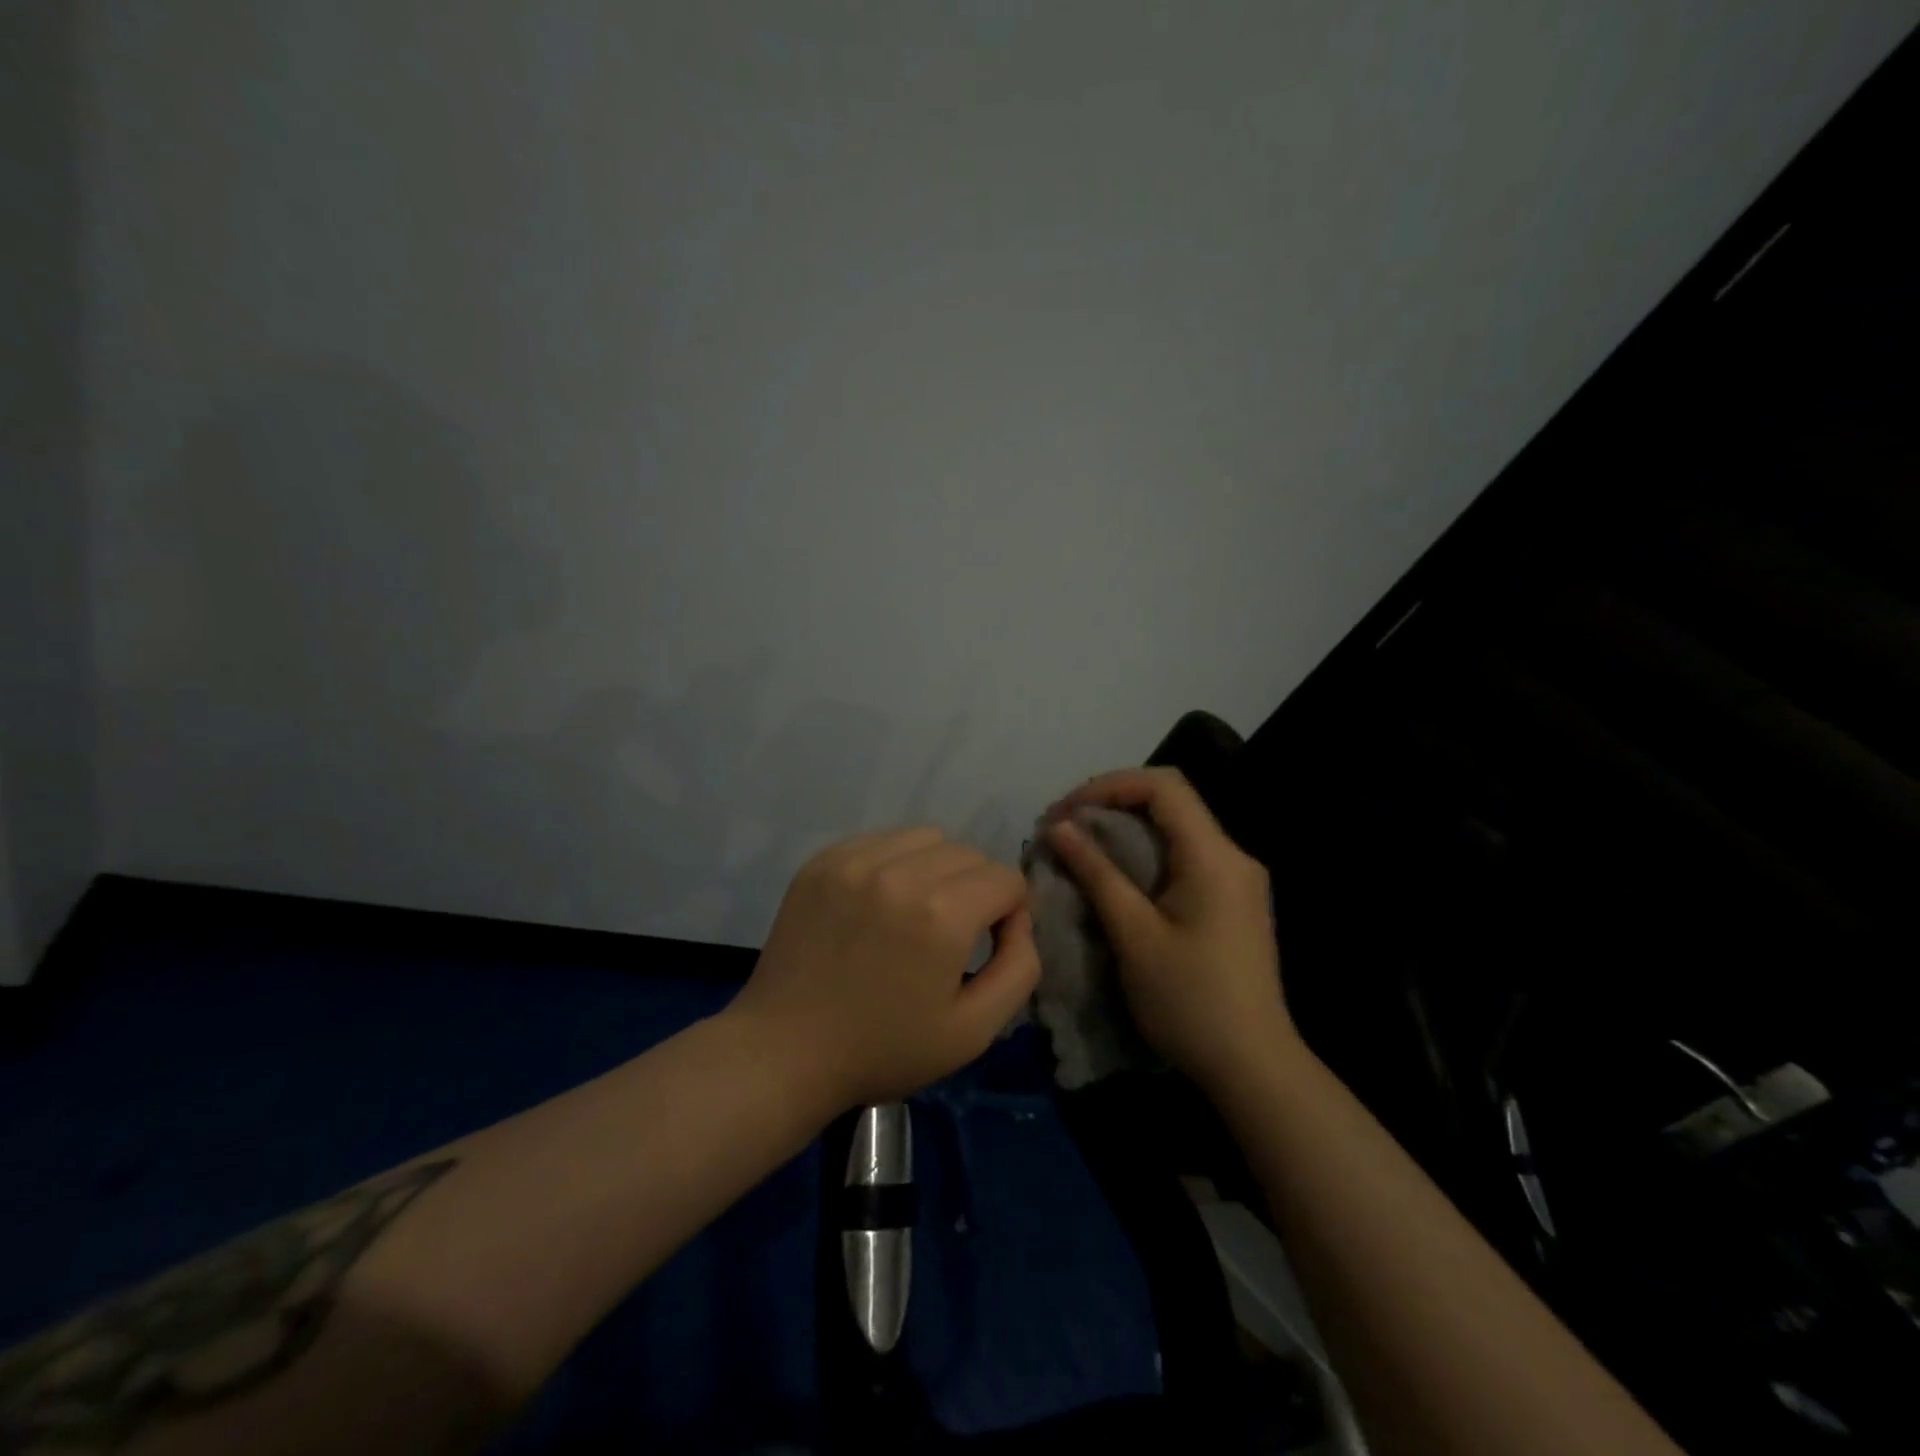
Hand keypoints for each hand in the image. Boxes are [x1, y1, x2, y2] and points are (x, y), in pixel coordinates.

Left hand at [726, 827, 1040, 1110]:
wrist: (785, 1050)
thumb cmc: (884, 1049)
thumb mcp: (974, 1030)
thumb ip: (1020, 967)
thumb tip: (1018, 918)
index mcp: (942, 914)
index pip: (1006, 878)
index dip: (1010, 912)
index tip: (987, 944)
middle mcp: (900, 873)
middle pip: (969, 854)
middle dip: (976, 888)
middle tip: (951, 933)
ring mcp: (855, 861)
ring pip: (927, 838)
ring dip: (936, 868)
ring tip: (915, 911)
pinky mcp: (823, 860)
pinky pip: (882, 840)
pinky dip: (895, 862)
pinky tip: (879, 902)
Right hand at [1043, 768, 1294, 1091]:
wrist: (1254, 1068)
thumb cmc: (1190, 1001)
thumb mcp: (1134, 935)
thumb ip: (1097, 873)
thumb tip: (1060, 827)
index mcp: (1214, 855)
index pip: (1163, 786)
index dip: (1108, 786)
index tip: (1065, 812)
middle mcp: (1233, 855)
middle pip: (1171, 800)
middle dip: (1112, 803)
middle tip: (1065, 827)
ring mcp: (1237, 878)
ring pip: (1176, 828)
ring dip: (1126, 828)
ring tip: (1080, 846)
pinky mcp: (1232, 900)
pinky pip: (1184, 855)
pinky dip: (1145, 852)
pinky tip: (1116, 874)